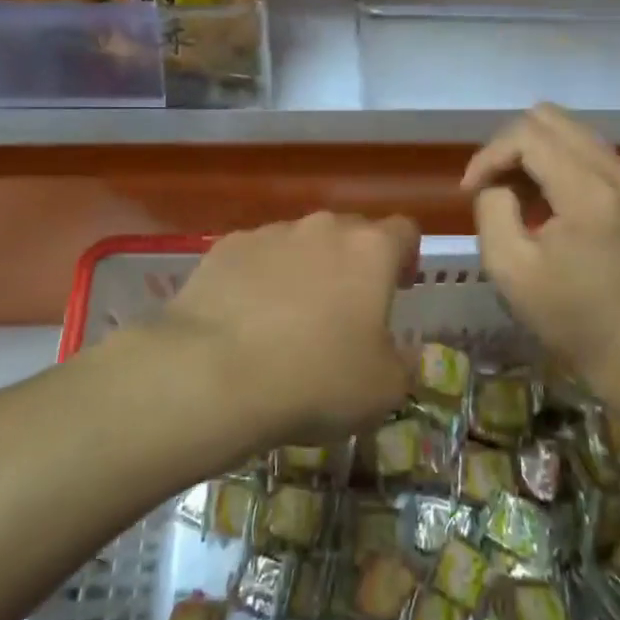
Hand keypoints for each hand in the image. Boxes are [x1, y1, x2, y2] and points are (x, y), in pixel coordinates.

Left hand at [160, 213, 418, 443]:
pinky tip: (246, 319)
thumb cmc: (316, 379)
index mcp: (371, 250)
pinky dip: (259, 279)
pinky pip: (256, 257)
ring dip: (305, 270)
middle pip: (350, 232)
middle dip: (353, 263)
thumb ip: (404, 364)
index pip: (404, 231)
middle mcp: (323, 228)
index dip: (407, 256)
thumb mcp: (383, 391)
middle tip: (346, 309)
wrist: (212, 374)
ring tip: (289, 319)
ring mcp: (271, 233)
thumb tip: (402, 353)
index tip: (400, 288)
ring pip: (300, 243)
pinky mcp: (226, 248)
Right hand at [463, 105, 619, 396]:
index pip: (527, 135)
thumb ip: (493, 209)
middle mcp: (614, 170)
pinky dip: (556, 162)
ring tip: (514, 194)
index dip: (489, 155)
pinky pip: (586, 150)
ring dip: (532, 152)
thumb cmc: (570, 315)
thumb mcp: (510, 269)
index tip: (469, 192)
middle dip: (509, 145)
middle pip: (549, 118)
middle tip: (491, 186)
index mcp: (586, 190)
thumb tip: (498, 184)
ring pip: (569, 130)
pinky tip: (543, 200)